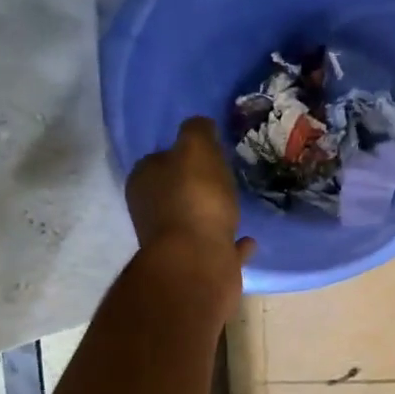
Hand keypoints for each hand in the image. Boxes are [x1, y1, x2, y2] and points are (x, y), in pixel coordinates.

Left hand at [126, 116, 254, 267]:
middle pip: (175, 192)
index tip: (209, 153)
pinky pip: (218, 248)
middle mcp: (152, 212)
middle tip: (225, 178)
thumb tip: (200, 126)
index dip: (182, 155)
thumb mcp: (196, 148)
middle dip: (197, 186)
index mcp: (145, 181)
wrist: (199, 262)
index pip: (160, 159)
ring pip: (196, 221)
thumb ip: (197, 131)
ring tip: (238, 207)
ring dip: (213, 215)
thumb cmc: (195, 199)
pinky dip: (231, 243)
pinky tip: (249, 240)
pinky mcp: (197, 267)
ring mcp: (174, 243)